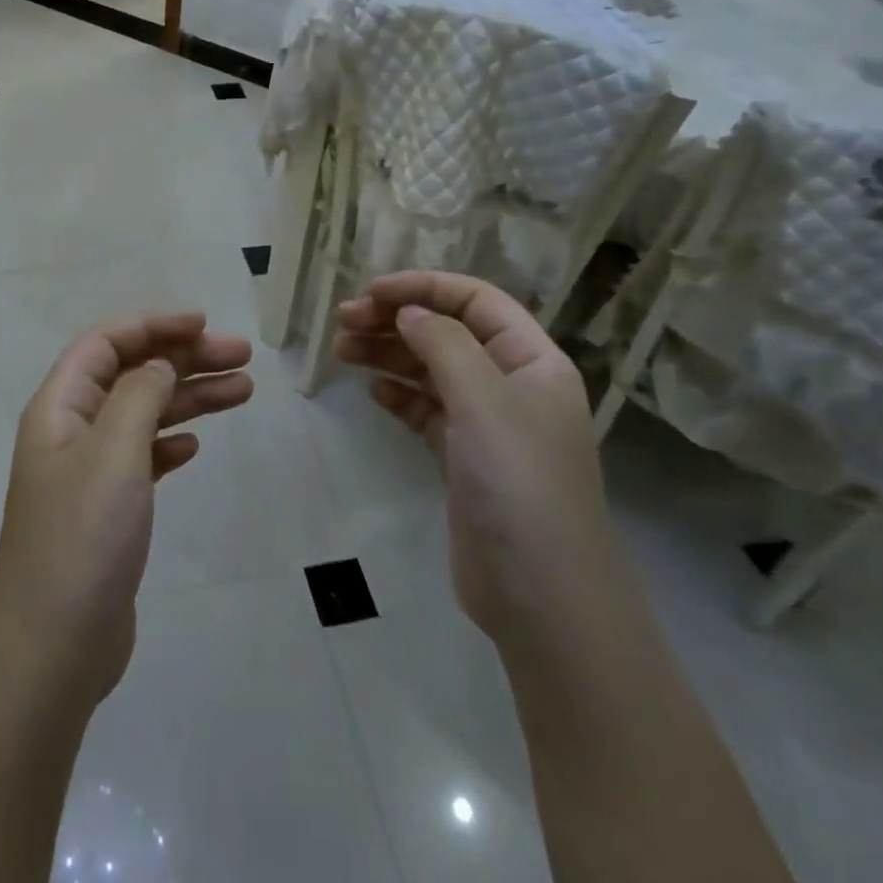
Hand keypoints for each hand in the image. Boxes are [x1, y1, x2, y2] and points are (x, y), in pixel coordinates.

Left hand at [0, 311, 253, 710]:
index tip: (204, 324)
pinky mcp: (107, 508)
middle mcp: (71, 430)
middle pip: (132, 373)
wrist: (55, 648)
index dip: (154, 325)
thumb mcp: (114, 451)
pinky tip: (196, 447)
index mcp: (60, 406)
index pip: (106, 342)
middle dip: (184, 359)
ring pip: (145, 414)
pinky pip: (143, 455)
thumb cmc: (82, 537)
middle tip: (242, 358)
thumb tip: (158, 364)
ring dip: (189, 398)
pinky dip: (171, 442)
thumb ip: (140, 395)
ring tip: (244, 390)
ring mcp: (89, 471)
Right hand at [335, 272, 615, 642]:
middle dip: (395, 320)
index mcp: (532, 360)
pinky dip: (399, 396)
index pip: (475, 301)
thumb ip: (442, 343)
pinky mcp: (464, 459)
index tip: (371, 292)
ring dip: (388, 355)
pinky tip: (373, 392)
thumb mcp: (482, 399)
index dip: (423, 287)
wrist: (541, 595)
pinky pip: (427, 411)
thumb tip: (408, 311)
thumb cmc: (518, 481)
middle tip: (342, 322)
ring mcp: (487, 424)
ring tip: (341, 351)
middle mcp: (512, 384)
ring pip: (431, 370)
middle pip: (447, 333)